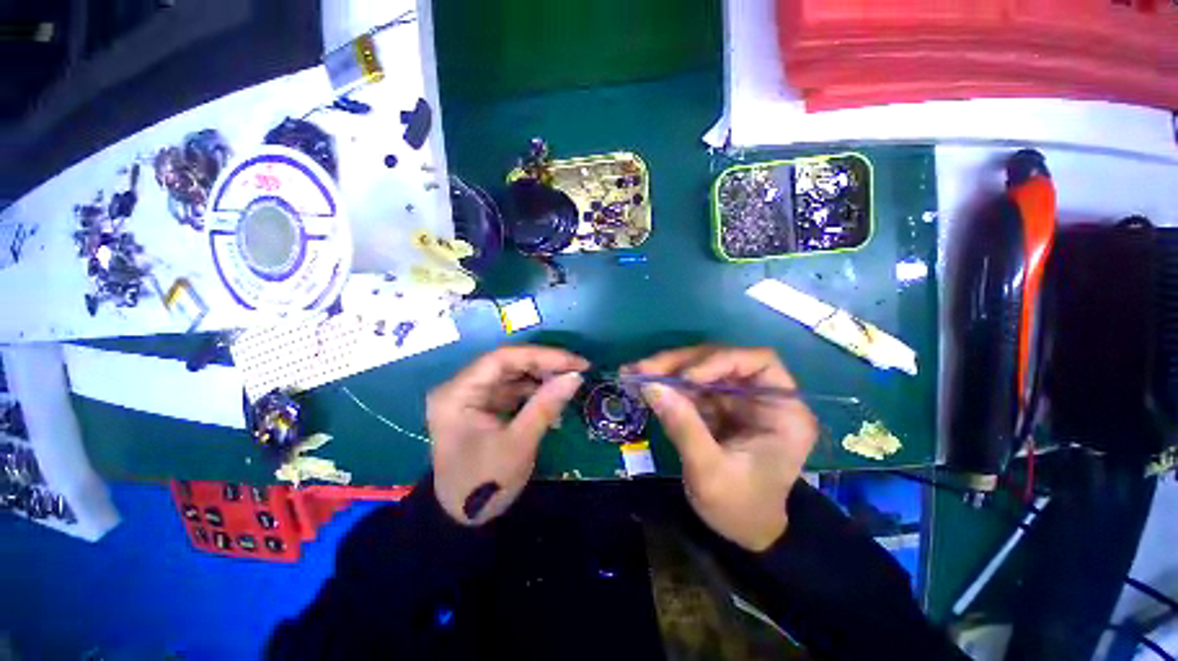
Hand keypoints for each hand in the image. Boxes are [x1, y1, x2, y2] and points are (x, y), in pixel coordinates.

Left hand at [427, 346, 587, 525]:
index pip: (502, 359)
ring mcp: (471, 396)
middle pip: (507, 364)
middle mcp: (460, 387)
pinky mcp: (482, 406)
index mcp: (457, 394)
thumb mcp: (519, 444)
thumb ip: (546, 405)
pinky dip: (533, 392)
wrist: (462, 521)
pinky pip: (511, 389)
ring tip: (569, 384)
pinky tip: (552, 398)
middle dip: (544, 365)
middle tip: (577, 370)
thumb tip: (576, 376)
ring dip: (541, 378)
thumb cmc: (485, 484)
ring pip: (511, 375)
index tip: (575, 362)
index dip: (542, 356)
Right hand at [629, 346, 817, 550]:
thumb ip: (684, 427)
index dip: (721, 360)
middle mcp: (761, 396)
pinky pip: (687, 385)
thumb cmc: (739, 508)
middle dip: (680, 363)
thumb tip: (650, 386)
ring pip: (699, 368)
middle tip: (643, 369)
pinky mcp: (714, 405)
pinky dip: (663, 382)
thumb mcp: (711, 473)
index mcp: (782, 411)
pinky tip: (638, 381)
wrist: (740, 532)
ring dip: (665, 369)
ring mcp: (735, 399)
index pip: (759, 362)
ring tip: (632, 372)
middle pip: (720, 360)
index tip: (687, 377)